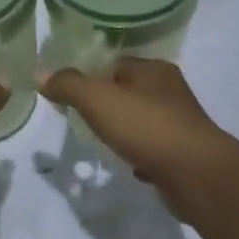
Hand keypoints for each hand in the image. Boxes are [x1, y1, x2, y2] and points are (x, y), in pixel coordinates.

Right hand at [39, 59, 236, 216]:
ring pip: (141, 120)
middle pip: (128, 91)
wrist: (197, 175)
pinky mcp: (184, 153)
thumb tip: (41, 75)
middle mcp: (170, 90)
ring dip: (122, 130)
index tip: (70, 94)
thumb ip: (68, 85)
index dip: (91, 76)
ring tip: (100, 141)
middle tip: (80, 119)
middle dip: (106, 104)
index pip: (115, 63)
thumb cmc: (146, 127)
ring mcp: (180, 123)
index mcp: (154, 69)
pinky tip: (126, 165)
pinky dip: (138, 153)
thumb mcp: (97, 99)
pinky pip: (152, 148)